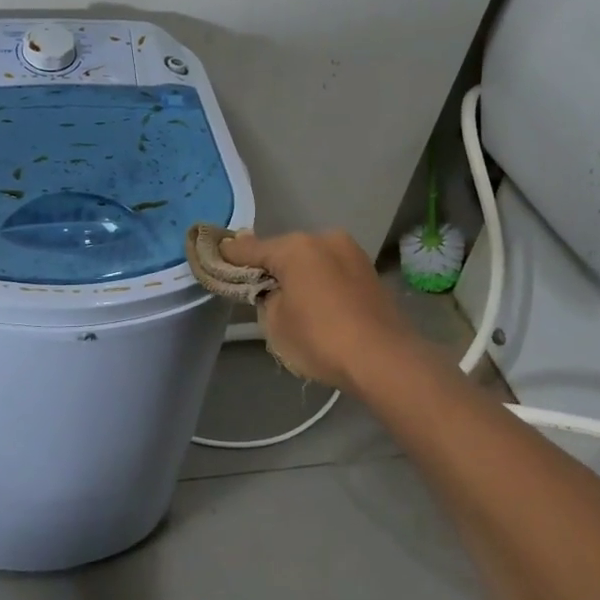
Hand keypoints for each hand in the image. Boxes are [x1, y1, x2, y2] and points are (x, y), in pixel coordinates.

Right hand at [220, 229, 422, 392]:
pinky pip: (331, 272)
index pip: (251, 248)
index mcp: (296, 247)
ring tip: (288, 299)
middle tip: (254, 287)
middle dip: (270, 267)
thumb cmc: (320, 339)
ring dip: (298, 274)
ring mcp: (351, 254)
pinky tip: (316, 303)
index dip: (230, 255)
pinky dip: (319, 282)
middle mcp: (325, 239)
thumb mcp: (275, 321)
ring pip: (312, 260)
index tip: (215, 254)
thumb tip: (270, 285)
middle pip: (284, 251)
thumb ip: (265, 295)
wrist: (384, 359)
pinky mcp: (369, 273)